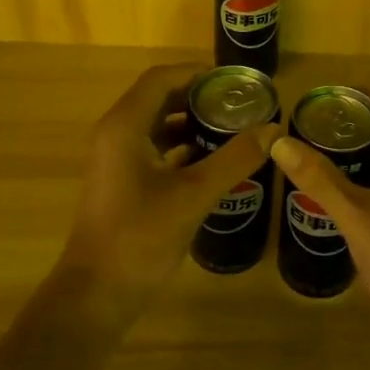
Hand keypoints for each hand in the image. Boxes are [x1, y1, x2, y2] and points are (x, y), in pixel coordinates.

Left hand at [58, 64, 280, 322]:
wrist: (96, 296)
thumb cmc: (140, 237)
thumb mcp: (194, 195)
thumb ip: (235, 158)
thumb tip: (274, 129)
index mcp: (125, 125)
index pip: (162, 78)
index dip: (198, 73)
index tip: (234, 83)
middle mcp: (115, 133)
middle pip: (159, 97)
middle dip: (198, 97)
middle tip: (239, 105)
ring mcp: (115, 159)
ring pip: (156, 124)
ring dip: (190, 122)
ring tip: (231, 129)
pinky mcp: (120, 181)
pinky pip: (152, 148)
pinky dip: (180, 146)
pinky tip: (210, 161)